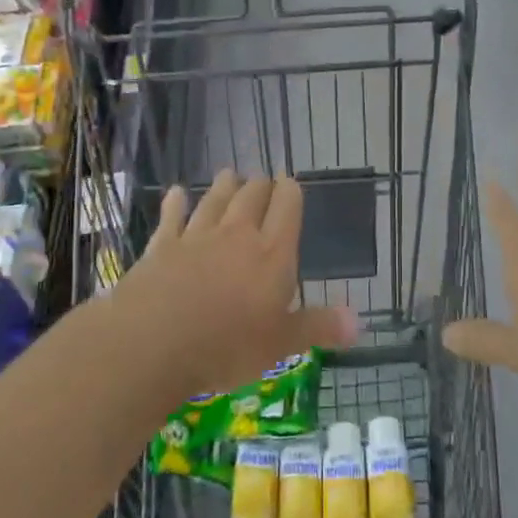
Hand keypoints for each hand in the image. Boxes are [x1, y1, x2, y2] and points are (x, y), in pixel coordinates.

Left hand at [106, 170, 357, 397]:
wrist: (155, 340)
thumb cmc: (228, 345)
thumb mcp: (282, 344)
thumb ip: (319, 327)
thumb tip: (361, 323)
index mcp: (273, 254)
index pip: (287, 209)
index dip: (290, 192)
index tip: (290, 182)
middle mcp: (237, 235)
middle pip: (252, 197)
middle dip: (260, 185)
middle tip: (262, 179)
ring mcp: (197, 237)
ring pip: (215, 200)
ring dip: (223, 186)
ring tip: (230, 173)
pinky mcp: (162, 246)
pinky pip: (172, 217)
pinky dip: (177, 203)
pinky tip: (177, 192)